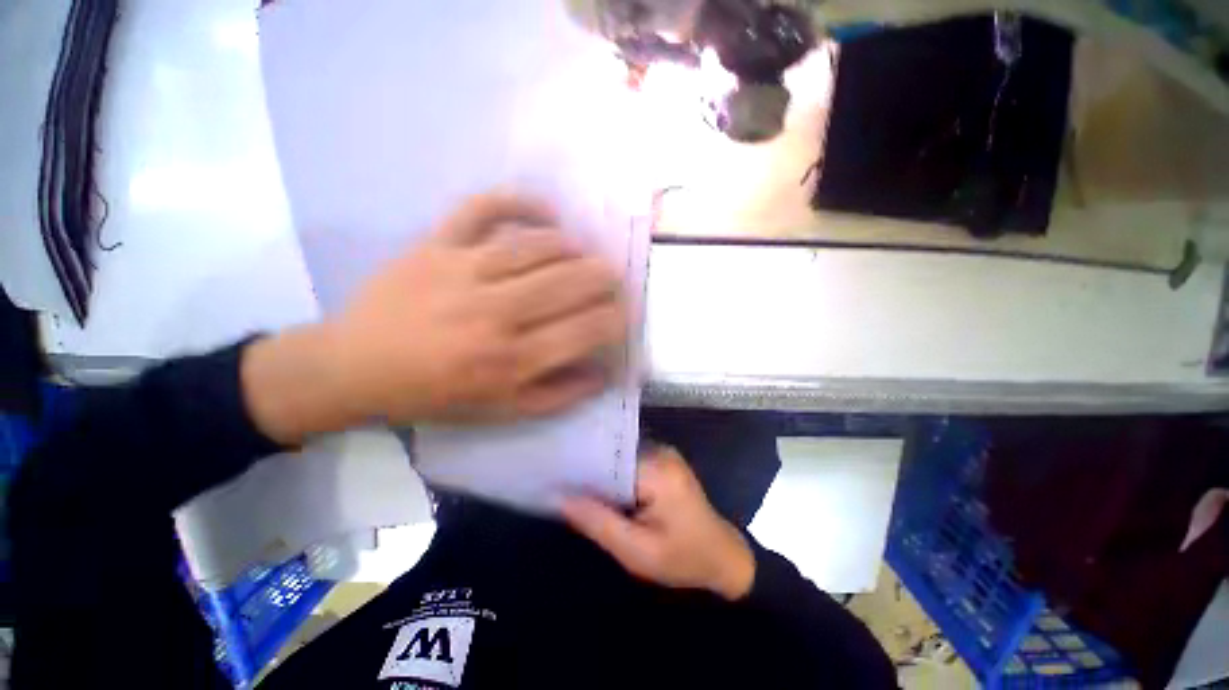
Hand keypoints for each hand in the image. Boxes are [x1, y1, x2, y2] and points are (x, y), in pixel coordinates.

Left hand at [243, 193, 627, 442]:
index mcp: (511, 360)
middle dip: (605, 279)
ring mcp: (464, 271)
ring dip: (573, 248)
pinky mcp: (436, 244)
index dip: (617, 319)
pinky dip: (519, 201)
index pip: (585, 331)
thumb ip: (559, 396)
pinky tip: (546, 211)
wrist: (355, 367)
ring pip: (537, 246)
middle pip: (569, 283)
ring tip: (586, 255)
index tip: (628, 313)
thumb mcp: (502, 412)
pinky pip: (482, 209)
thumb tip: (604, 374)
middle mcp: (495, 313)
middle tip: (617, 278)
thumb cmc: (435, 395)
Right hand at [562, 447, 756, 600]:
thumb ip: (598, 522)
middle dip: (588, 470)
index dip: (580, 466)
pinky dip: (614, 475)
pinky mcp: (663, 460)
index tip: (553, 475)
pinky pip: (630, 462)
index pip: (609, 457)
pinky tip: (599, 488)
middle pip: (613, 454)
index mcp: (658, 469)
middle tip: (558, 481)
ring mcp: (664, 453)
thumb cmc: (683, 559)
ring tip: (571, 483)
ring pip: (619, 457)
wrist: (722, 557)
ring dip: (600, 473)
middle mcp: (661, 451)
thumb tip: (560, 497)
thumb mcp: (636, 552)